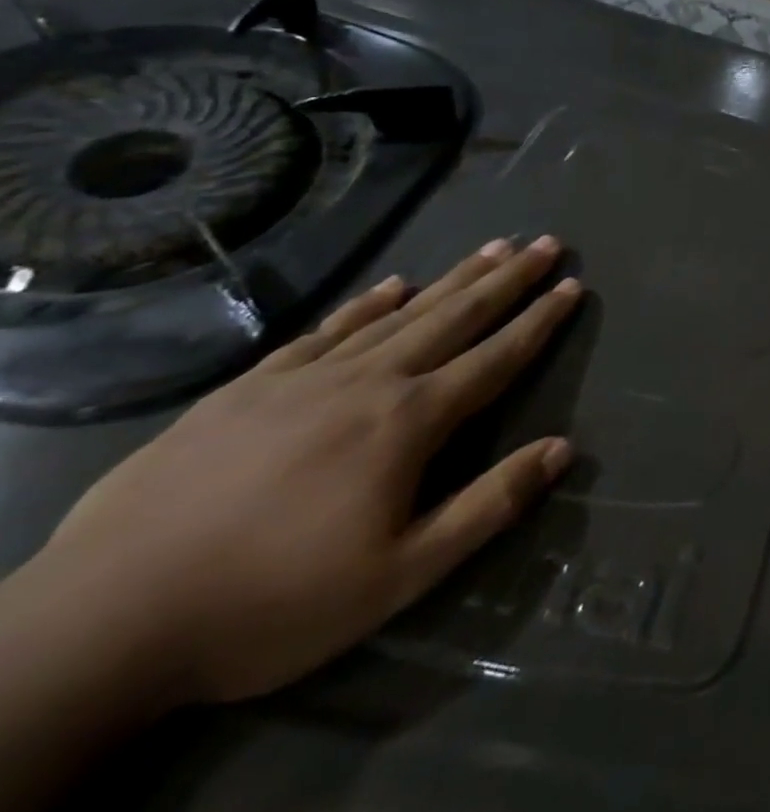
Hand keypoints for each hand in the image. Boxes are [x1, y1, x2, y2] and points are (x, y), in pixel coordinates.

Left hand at [18, 236, 579, 709]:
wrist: (100, 624)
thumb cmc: (270, 604)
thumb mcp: (399, 576)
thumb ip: (488, 505)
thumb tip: (563, 449)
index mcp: (410, 422)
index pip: (496, 358)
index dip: (540, 321)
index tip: (573, 284)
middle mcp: (370, 382)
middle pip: (456, 318)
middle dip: (508, 279)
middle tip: (546, 243)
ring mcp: (305, 380)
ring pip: (400, 313)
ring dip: (453, 278)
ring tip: (492, 247)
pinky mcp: (247, 390)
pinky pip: (325, 332)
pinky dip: (365, 304)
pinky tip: (390, 285)